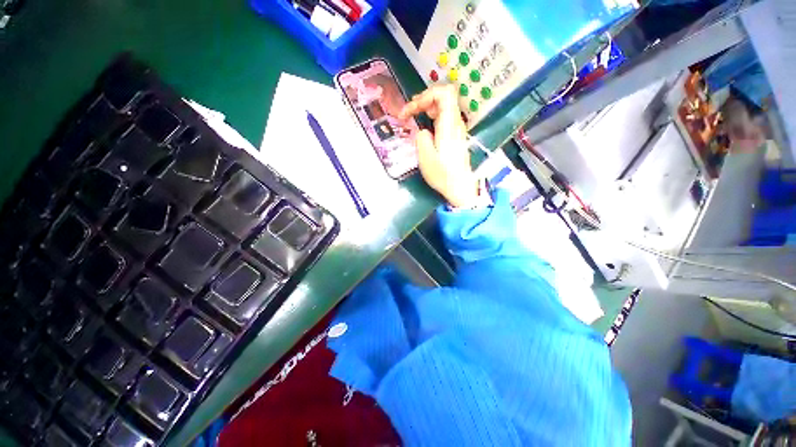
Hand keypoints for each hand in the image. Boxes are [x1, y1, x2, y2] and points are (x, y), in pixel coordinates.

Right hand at [399, 85, 477, 207]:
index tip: (412, 110)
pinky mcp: (455, 136)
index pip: (444, 93)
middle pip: (443, 96)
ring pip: (444, 106)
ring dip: (427, 106)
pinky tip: (424, 124)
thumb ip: (421, 138)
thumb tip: (423, 131)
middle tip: (408, 112)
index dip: (426, 95)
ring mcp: (456, 129)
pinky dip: (431, 115)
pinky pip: (444, 117)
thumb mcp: (426, 158)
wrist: (460, 187)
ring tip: (413, 115)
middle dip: (423, 99)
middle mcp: (455, 123)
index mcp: (449, 125)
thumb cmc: (443, 175)